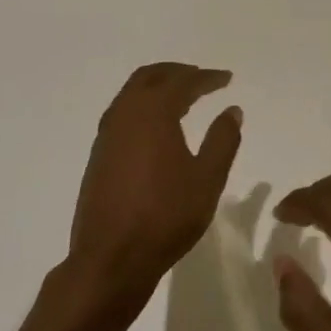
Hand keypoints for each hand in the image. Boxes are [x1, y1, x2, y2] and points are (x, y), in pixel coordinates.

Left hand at [62, 63, 243, 329]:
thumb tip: (232, 110)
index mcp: (152, 114)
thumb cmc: (165, 216)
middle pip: (149, 77)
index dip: (206, 78)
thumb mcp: (207, 179)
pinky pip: (122, 114)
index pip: (182, 82)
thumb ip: (222, 140)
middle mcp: (124, 115)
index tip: (226, 79)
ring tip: (181, 98)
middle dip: (177, 72)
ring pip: (131, 94)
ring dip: (156, 87)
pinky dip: (142, 106)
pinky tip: (157, 127)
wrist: (111, 258)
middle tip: (201, 78)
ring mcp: (106, 136)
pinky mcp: (98, 156)